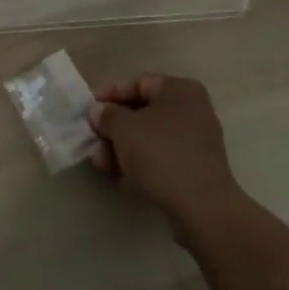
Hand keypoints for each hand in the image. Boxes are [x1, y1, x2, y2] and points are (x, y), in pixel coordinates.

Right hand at [88, 74, 245, 224]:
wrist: (201, 206)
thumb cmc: (160, 154)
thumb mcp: (124, 129)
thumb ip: (107, 115)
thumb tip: (99, 111)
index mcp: (179, 90)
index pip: (137, 83)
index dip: (109, 95)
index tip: (87, 112)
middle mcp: (192, 109)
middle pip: (142, 111)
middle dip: (113, 128)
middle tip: (92, 142)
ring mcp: (196, 139)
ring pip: (149, 136)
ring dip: (122, 147)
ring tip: (101, 164)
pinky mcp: (195, 166)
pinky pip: (161, 156)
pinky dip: (140, 162)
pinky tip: (120, 177)